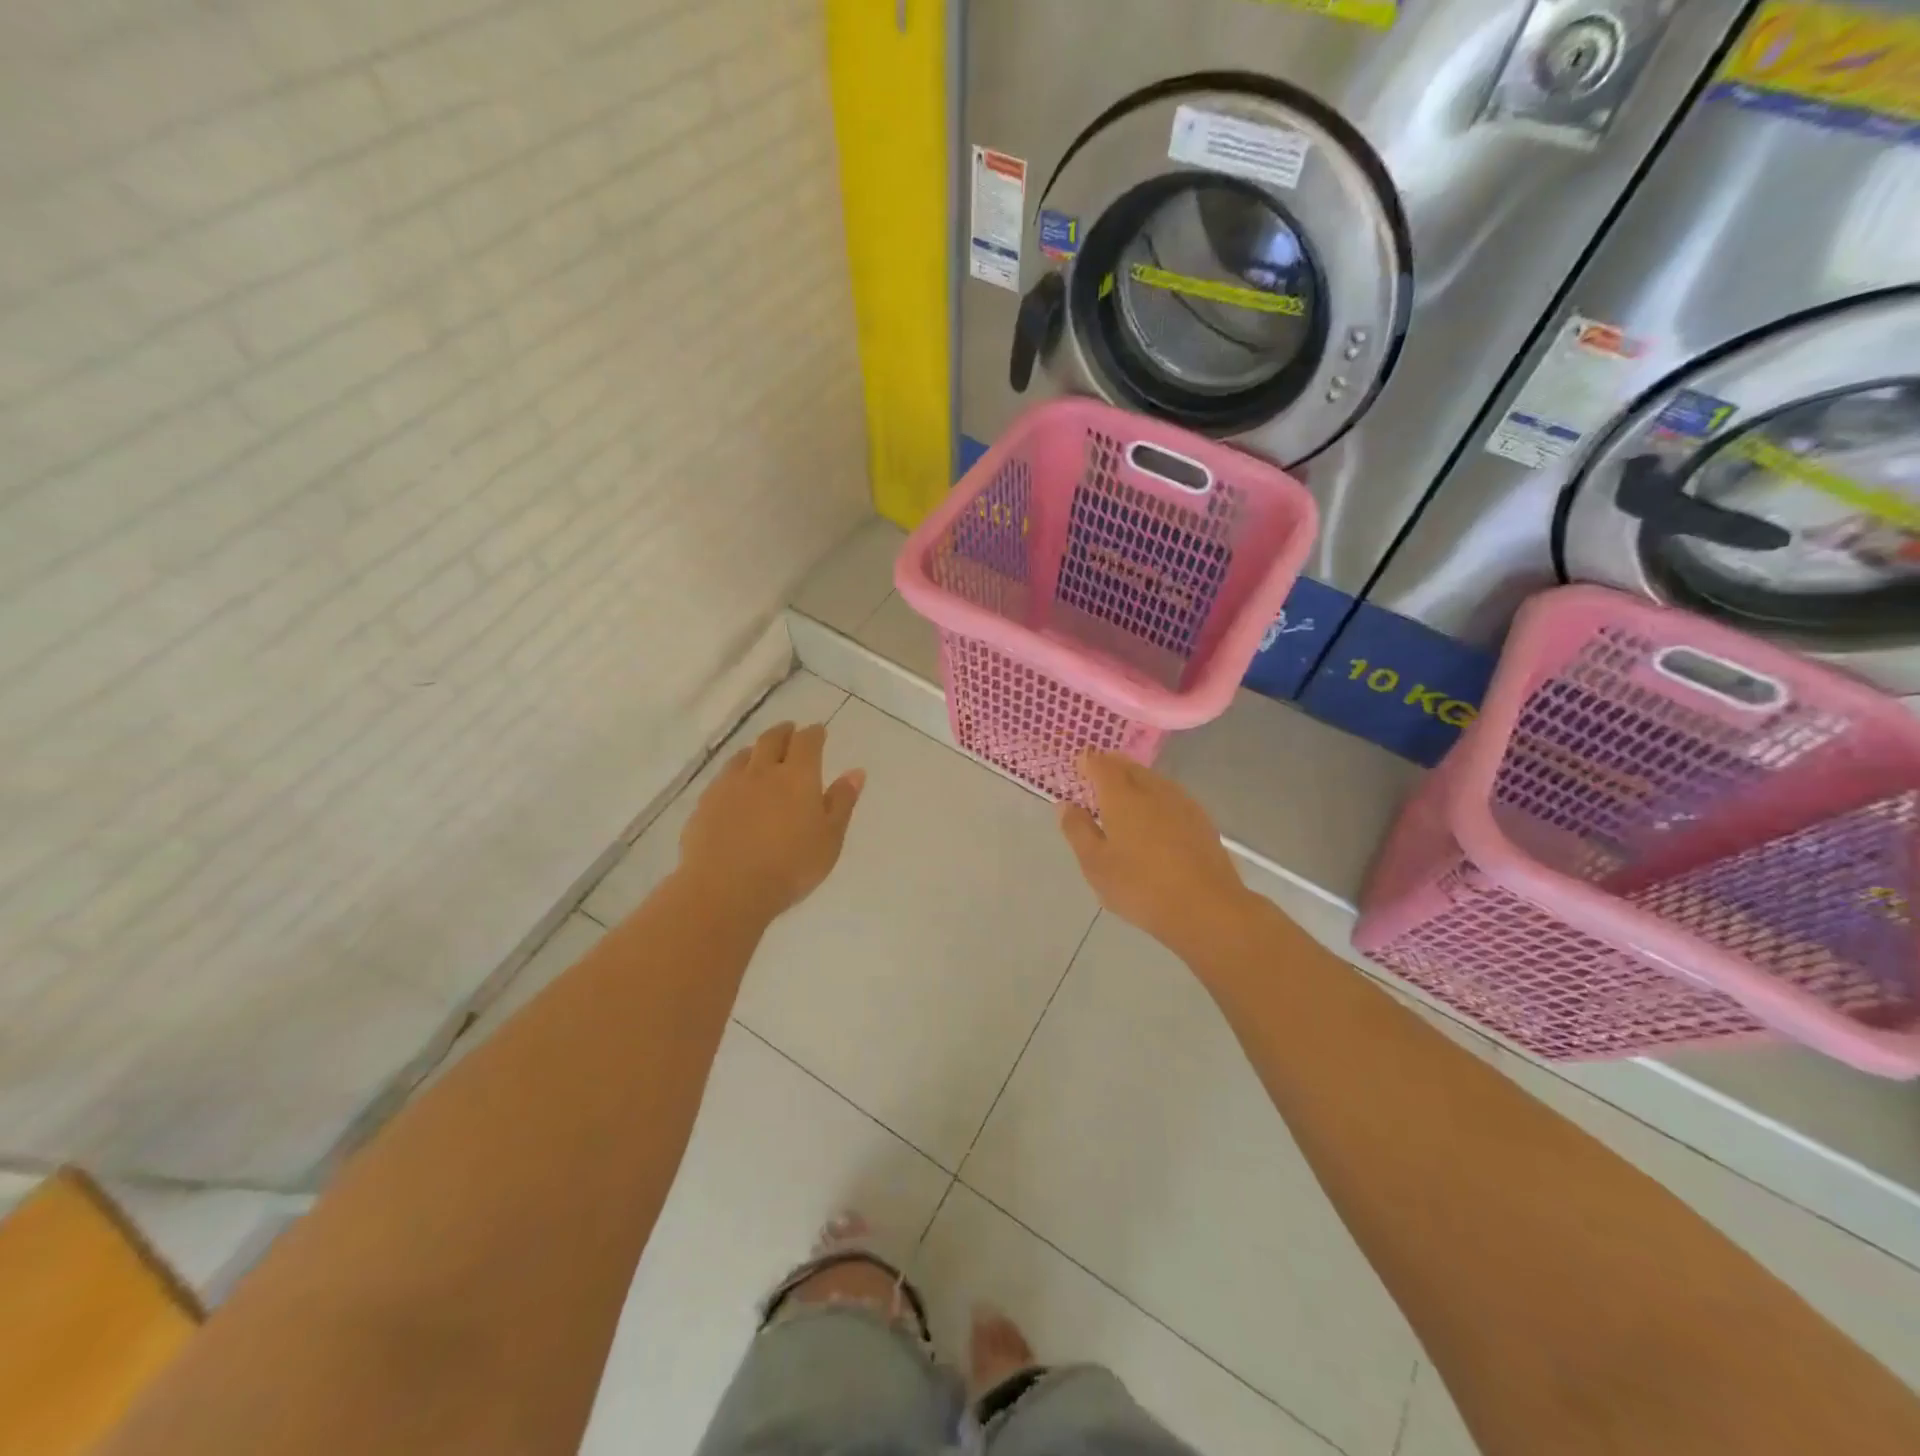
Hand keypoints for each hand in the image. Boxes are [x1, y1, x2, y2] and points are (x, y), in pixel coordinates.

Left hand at [679, 722, 864, 919]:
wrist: (725, 889)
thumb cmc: (790, 867)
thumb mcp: (829, 839)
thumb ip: (841, 803)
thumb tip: (855, 772)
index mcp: (798, 776)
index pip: (807, 742)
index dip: (814, 734)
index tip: (819, 731)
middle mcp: (762, 772)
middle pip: (771, 739)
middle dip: (784, 732)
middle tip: (790, 731)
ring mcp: (729, 786)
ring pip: (743, 756)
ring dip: (756, 750)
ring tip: (761, 754)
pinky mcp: (705, 804)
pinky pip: (722, 778)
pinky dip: (734, 774)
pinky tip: (734, 787)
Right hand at [1058, 752, 1255, 959]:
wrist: (1206, 908)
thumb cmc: (1140, 886)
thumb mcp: (1096, 864)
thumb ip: (1077, 830)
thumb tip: (1065, 804)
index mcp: (1122, 796)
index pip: (1101, 764)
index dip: (1087, 762)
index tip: (1078, 768)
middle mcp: (1152, 789)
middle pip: (1128, 767)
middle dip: (1111, 768)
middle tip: (1096, 781)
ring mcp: (1181, 802)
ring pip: (1152, 780)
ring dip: (1134, 782)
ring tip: (1122, 800)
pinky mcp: (1200, 819)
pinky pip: (1170, 796)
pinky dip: (1155, 798)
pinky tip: (1153, 820)